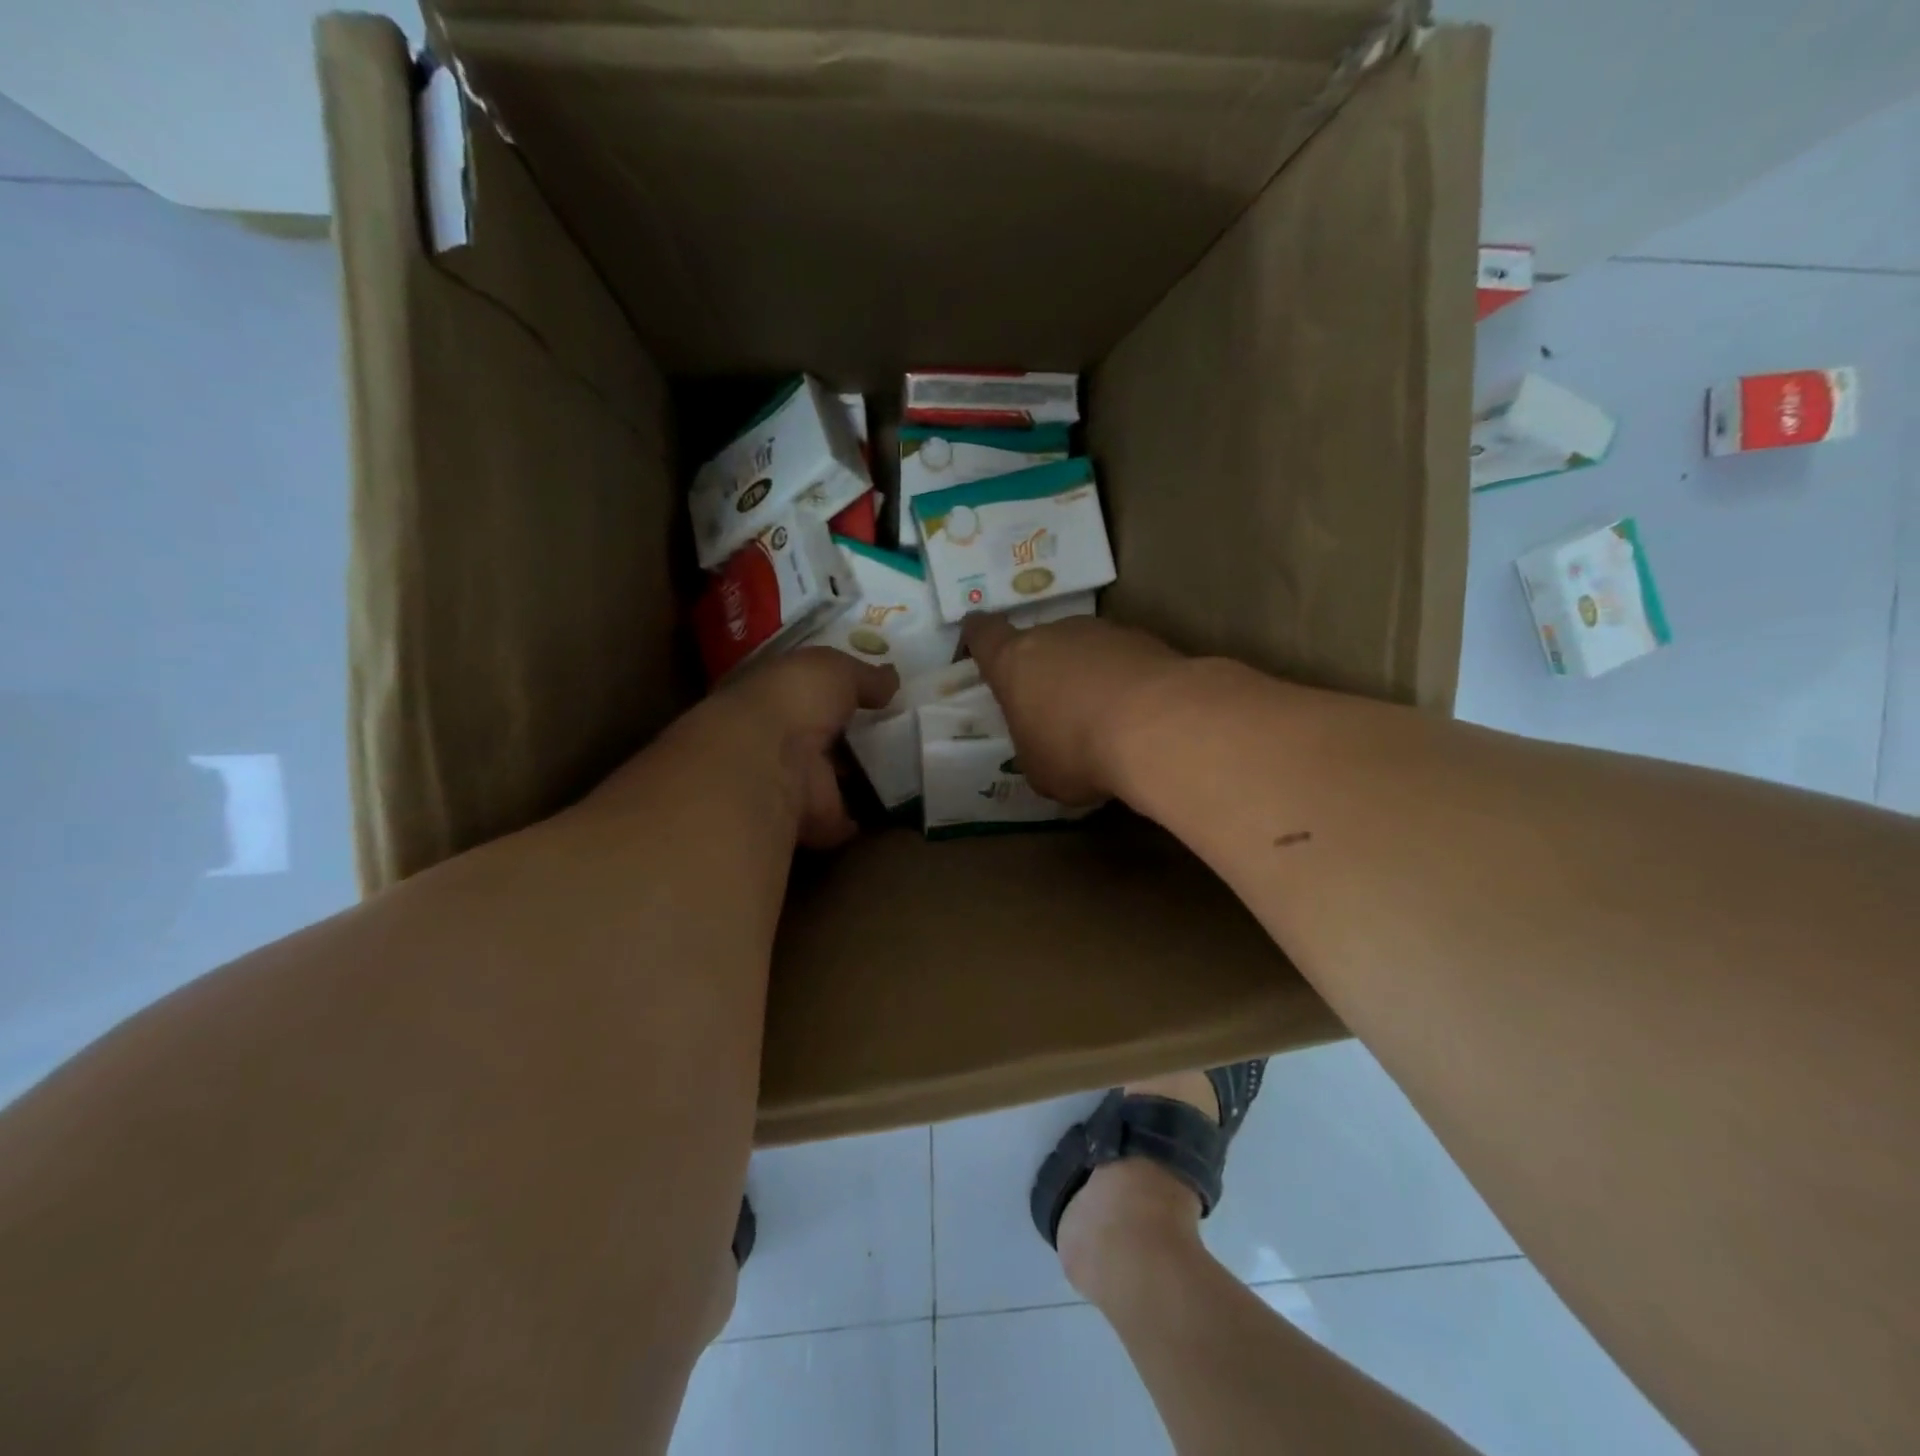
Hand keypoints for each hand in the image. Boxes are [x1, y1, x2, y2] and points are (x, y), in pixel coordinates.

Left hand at [697, 648, 898, 847]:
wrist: (768, 764)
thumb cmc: (793, 702)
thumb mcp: (832, 669)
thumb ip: (863, 676)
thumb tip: (890, 679)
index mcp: (773, 700)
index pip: (804, 695)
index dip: (833, 694)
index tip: (871, 698)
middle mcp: (777, 743)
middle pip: (820, 741)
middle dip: (849, 741)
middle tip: (895, 739)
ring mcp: (792, 786)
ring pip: (831, 782)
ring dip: (857, 781)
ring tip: (901, 775)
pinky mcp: (811, 823)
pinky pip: (844, 821)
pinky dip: (864, 821)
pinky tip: (893, 813)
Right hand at [961, 614, 1185, 805]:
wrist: (1157, 725)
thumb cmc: (1077, 750)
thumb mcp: (1040, 769)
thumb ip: (1034, 747)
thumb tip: (1047, 747)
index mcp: (1013, 663)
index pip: (985, 635)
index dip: (980, 637)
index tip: (980, 638)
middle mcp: (1053, 635)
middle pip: (1039, 643)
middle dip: (1045, 669)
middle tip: (1056, 707)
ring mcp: (1101, 632)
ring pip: (1084, 649)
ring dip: (1088, 674)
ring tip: (1105, 715)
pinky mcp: (1145, 639)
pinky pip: (1123, 659)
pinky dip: (1125, 680)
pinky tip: (1139, 714)